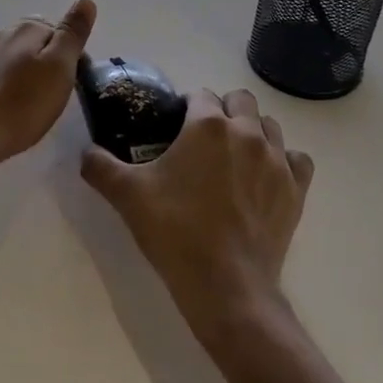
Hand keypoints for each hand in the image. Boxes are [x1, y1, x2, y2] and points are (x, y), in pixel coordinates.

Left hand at [0, 0, 96, 167]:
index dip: (74, 55)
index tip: (77, 82)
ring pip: (18, 56)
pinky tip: (14, 104)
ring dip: (31, 71)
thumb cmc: (24, 103)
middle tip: (58, 92)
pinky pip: (1, 72)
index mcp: (28, 27)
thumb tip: (86, 2)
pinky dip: (13, 83)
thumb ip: (72, 33)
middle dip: (51, 60)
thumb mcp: (60, 66)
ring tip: (38, 100)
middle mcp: (4, 33)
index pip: (61, 31)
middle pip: (38, 41)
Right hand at [82, 87, 313, 332]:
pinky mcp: (296, 189)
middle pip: (240, 100)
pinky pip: (297, 159)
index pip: (199, 96)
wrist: (226, 286)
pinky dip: (284, 161)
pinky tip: (266, 177)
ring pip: (269, 126)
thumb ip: (100, 166)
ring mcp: (277, 160)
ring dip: (252, 131)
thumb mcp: (127, 196)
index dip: (185, 108)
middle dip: (223, 110)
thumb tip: (86, 153)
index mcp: (208, 125)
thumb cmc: (175, 232)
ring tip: (233, 158)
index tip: (174, 128)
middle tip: (203, 141)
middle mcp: (247, 132)